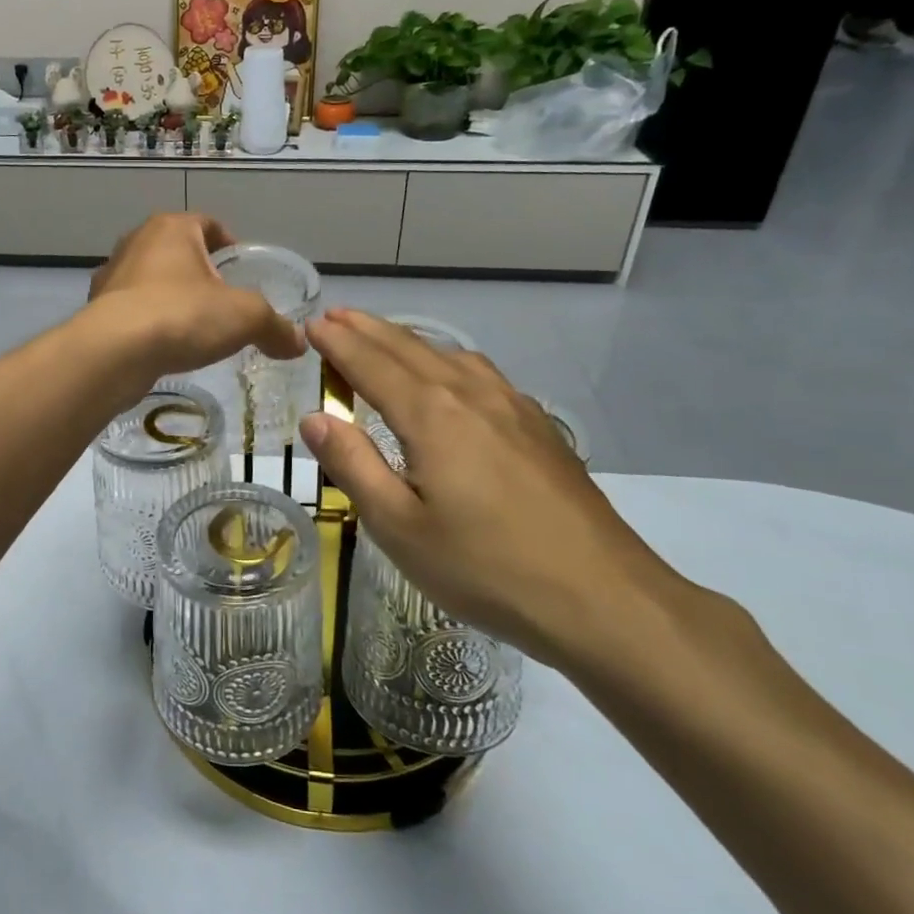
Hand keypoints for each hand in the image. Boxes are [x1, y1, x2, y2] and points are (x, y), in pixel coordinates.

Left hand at [87, 214, 305, 380]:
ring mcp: (111, 276)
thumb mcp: (245, 318)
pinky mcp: (96, 309)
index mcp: (171, 228)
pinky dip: (149, 322)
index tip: (242, 270)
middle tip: (223, 302)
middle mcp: (136, 242)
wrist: (114, 353)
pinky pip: (132, 310)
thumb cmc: (183, 316)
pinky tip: (163, 347)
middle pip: (178, 251)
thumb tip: (298, 343)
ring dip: (172, 298)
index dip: (229, 243)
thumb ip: (274, 327)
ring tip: (194, 328)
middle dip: (201, 274)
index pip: (208, 224)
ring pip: (151, 280)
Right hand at [298, 309, 675, 667]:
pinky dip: (444, 358)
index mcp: (431, 415)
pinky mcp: (537, 426)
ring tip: (380, 338)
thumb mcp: (399, 527)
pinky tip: (448, 375)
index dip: (338, 342)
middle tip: (334, 316)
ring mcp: (511, 406)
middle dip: (366, 329)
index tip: (311, 324)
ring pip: (447, 354)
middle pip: (408, 348)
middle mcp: (470, 394)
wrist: (602, 597)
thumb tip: (314, 417)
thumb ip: (353, 465)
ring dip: (406, 340)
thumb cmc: (485, 567)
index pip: (370, 363)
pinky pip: (478, 372)